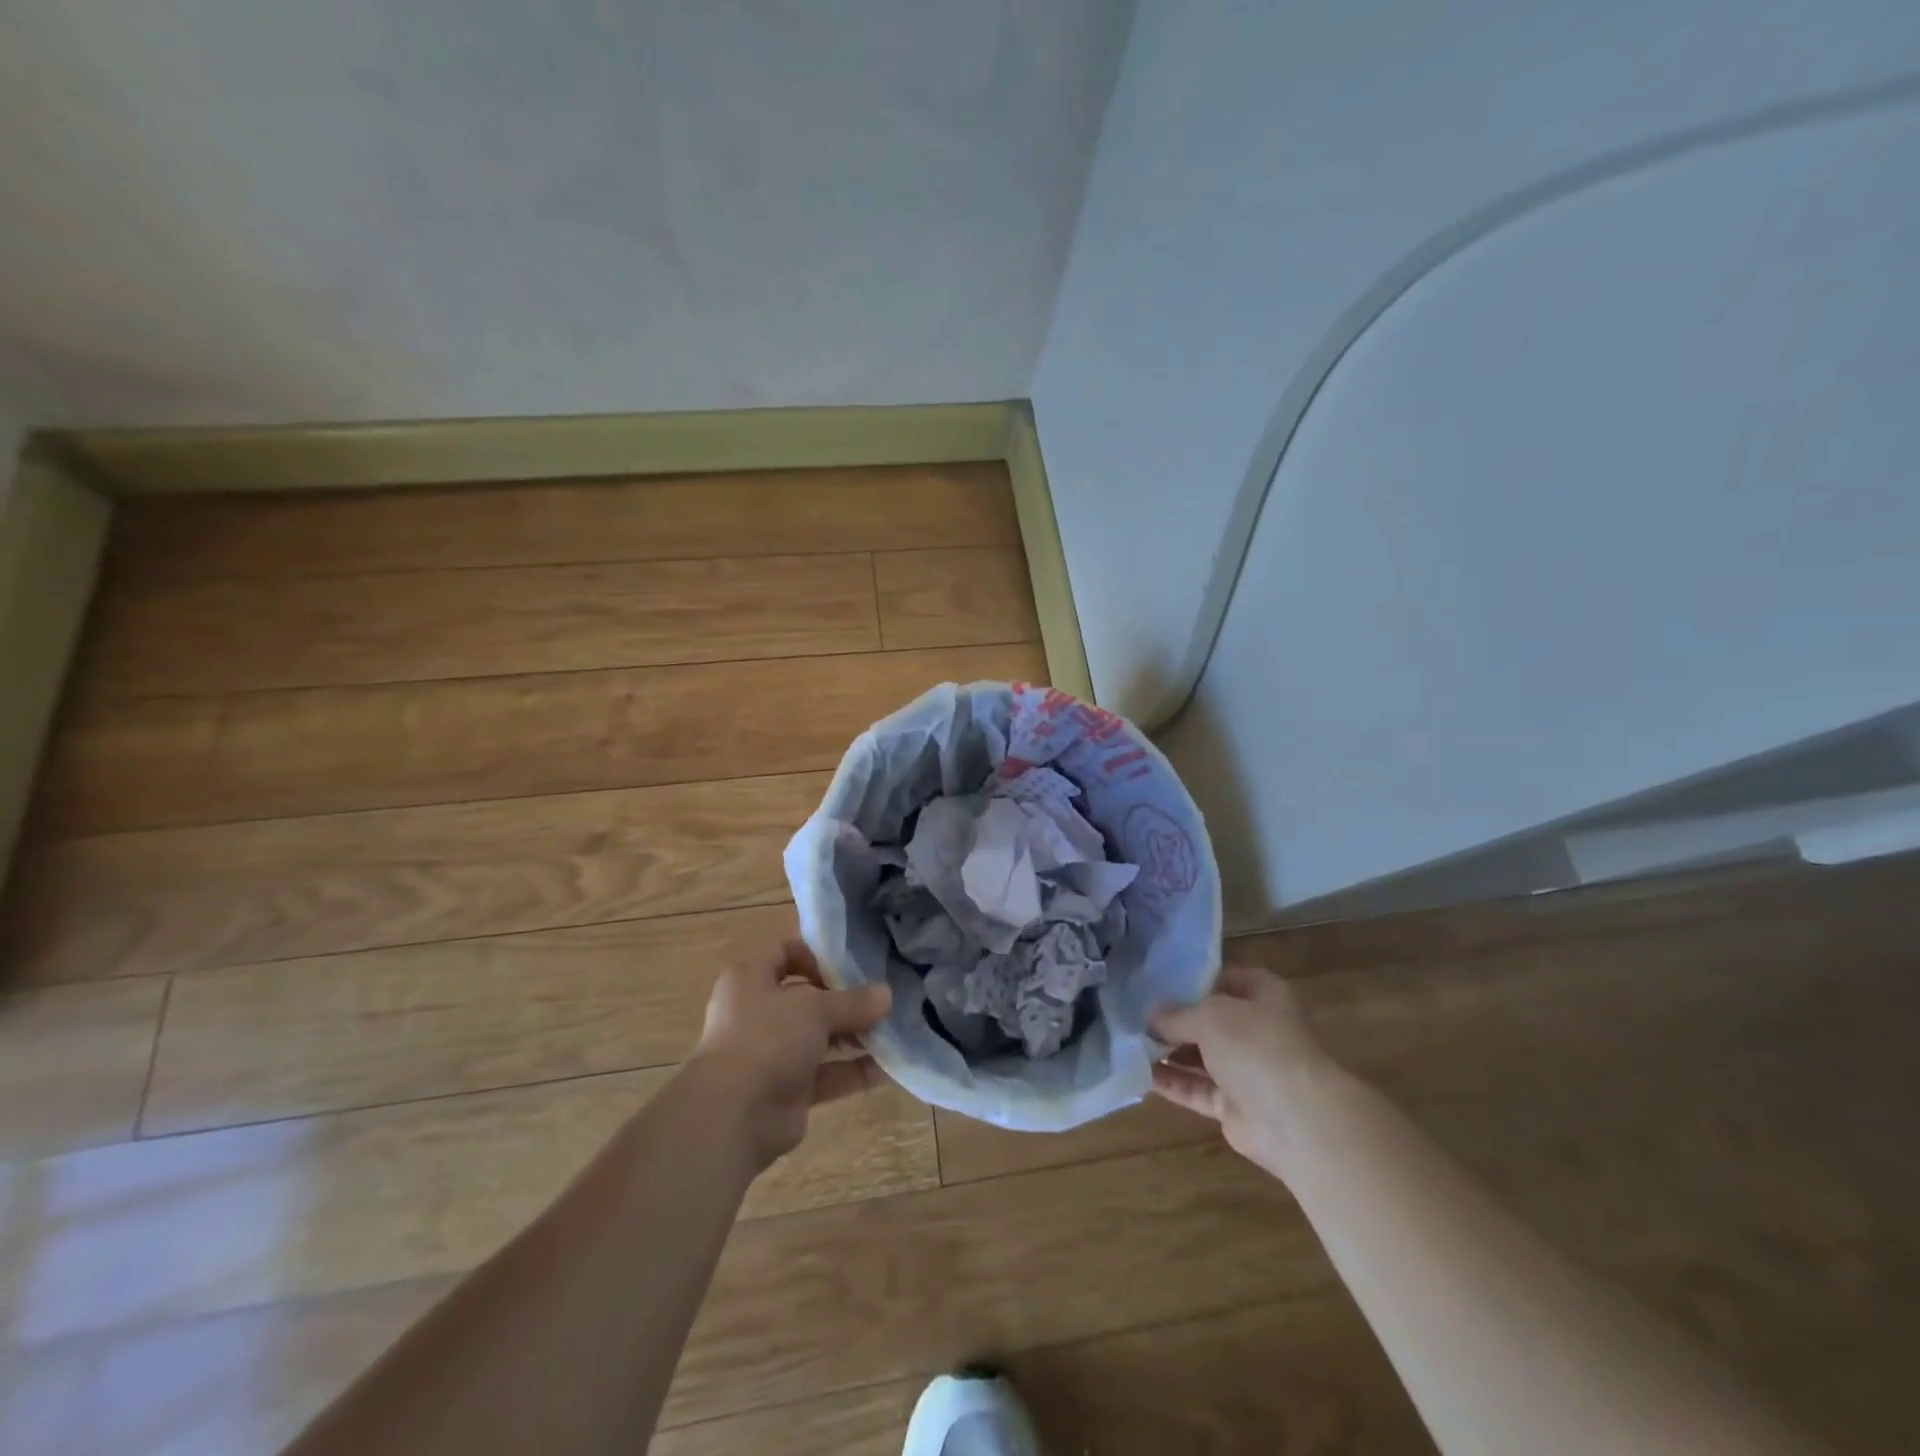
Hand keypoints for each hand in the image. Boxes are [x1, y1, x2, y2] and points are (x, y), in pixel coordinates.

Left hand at [690, 940, 892, 1170]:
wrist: (733, 1116)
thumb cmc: (767, 1038)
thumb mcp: (815, 1008)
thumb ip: (853, 1000)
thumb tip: (886, 994)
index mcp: (751, 979)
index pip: (785, 952)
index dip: (818, 954)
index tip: (853, 963)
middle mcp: (758, 1013)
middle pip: (808, 997)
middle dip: (846, 999)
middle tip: (884, 998)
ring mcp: (772, 1053)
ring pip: (819, 1037)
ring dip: (854, 1035)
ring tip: (893, 1029)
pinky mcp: (787, 1090)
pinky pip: (826, 1074)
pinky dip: (853, 1070)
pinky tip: (888, 1067)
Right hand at [1149, 963, 1338, 1177]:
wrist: (1297, 1121)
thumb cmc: (1256, 1047)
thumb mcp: (1209, 1015)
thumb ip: (1176, 1014)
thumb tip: (1149, 1016)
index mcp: (1262, 995)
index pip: (1221, 978)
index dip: (1188, 980)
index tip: (1151, 981)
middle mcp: (1256, 1029)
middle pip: (1207, 1019)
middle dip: (1172, 1018)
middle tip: (1130, 1013)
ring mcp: (1246, 1070)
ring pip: (1199, 1056)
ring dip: (1167, 1051)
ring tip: (1127, 1041)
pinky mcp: (1234, 1106)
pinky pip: (1196, 1089)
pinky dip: (1171, 1083)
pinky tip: (1138, 1073)